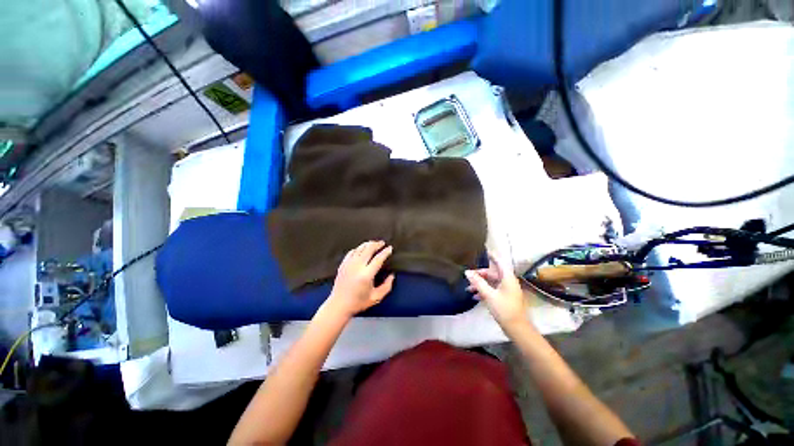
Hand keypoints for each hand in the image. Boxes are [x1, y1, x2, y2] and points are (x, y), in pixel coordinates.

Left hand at [326, 241, 394, 318]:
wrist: (339, 305)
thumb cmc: (358, 302)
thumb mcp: (376, 297)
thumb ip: (387, 286)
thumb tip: (392, 275)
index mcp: (366, 275)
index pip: (378, 259)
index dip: (385, 252)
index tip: (390, 248)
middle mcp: (357, 267)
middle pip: (368, 249)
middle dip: (377, 244)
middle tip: (382, 243)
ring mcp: (348, 264)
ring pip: (359, 248)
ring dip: (368, 244)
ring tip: (374, 243)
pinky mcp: (343, 264)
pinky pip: (351, 252)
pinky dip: (358, 248)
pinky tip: (362, 249)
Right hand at [465, 255, 527, 330]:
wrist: (517, 328)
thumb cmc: (504, 309)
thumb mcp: (489, 295)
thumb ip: (478, 282)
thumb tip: (467, 272)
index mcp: (507, 278)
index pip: (500, 262)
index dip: (492, 256)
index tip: (485, 251)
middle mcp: (508, 282)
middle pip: (493, 273)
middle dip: (480, 274)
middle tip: (469, 275)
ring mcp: (507, 291)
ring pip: (492, 283)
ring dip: (481, 284)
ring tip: (468, 288)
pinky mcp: (505, 298)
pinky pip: (493, 290)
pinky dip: (484, 291)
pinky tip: (475, 296)